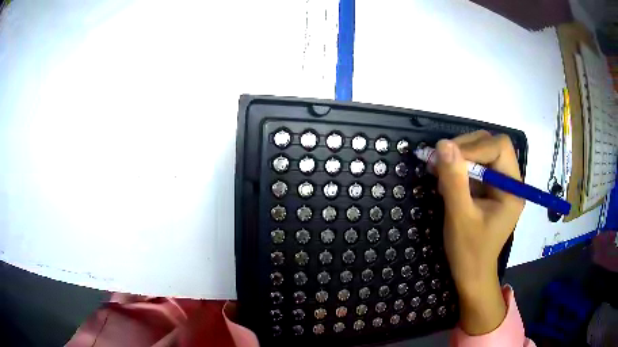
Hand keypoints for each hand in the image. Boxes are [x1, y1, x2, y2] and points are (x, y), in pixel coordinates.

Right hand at [434, 130, 523, 334]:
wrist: (471, 274)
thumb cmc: (469, 252)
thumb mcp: (460, 217)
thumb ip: (454, 181)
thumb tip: (443, 144)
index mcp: (512, 188)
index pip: (499, 147)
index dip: (474, 147)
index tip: (447, 158)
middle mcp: (509, 180)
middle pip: (490, 145)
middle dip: (464, 148)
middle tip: (439, 160)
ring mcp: (498, 183)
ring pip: (480, 152)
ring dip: (458, 157)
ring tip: (439, 171)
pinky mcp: (487, 188)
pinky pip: (473, 165)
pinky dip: (457, 167)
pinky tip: (445, 180)